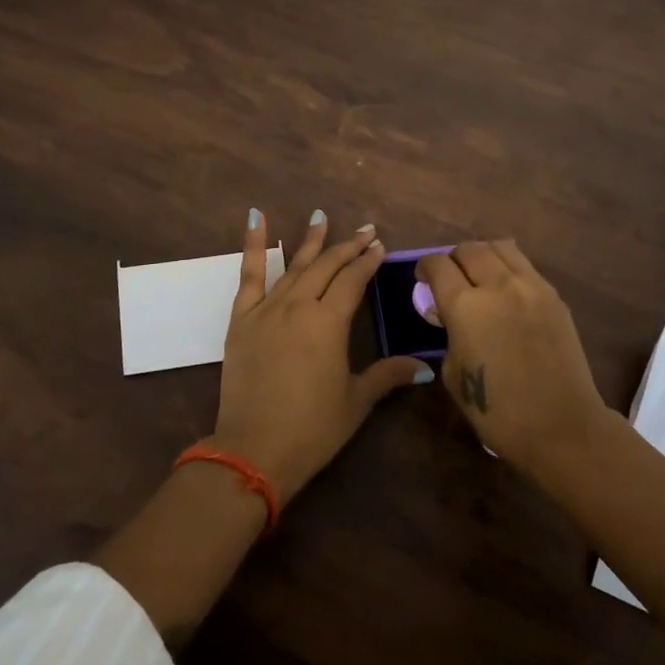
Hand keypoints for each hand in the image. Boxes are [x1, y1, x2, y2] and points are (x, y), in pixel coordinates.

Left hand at [214, 210, 428, 503]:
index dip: (367, 262)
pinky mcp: (241, 319)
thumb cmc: (312, 428)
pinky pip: (248, 275)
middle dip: (347, 247)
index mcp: (329, 323)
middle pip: (326, 267)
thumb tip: (423, 367)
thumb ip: (387, 376)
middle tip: (364, 230)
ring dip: (310, 241)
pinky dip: (253, 245)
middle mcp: (298, 306)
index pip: (353, 281)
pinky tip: (256, 218)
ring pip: (293, 265)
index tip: (379, 245)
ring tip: (321, 216)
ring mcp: (267, 309)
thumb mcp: (355, 401)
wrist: (253, 448)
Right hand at [417, 240, 608, 475]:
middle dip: (453, 260)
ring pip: (500, 247)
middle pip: (468, 249)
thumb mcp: (453, 374)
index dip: (425, 267)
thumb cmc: (497, 411)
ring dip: (483, 256)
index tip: (423, 279)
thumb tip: (449, 317)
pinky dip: (509, 269)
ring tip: (480, 276)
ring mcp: (530, 287)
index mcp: (465, 307)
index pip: (438, 265)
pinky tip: (507, 291)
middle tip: (451, 279)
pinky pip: (525, 266)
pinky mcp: (554, 296)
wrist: (561, 426)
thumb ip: (448, 335)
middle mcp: (497, 286)